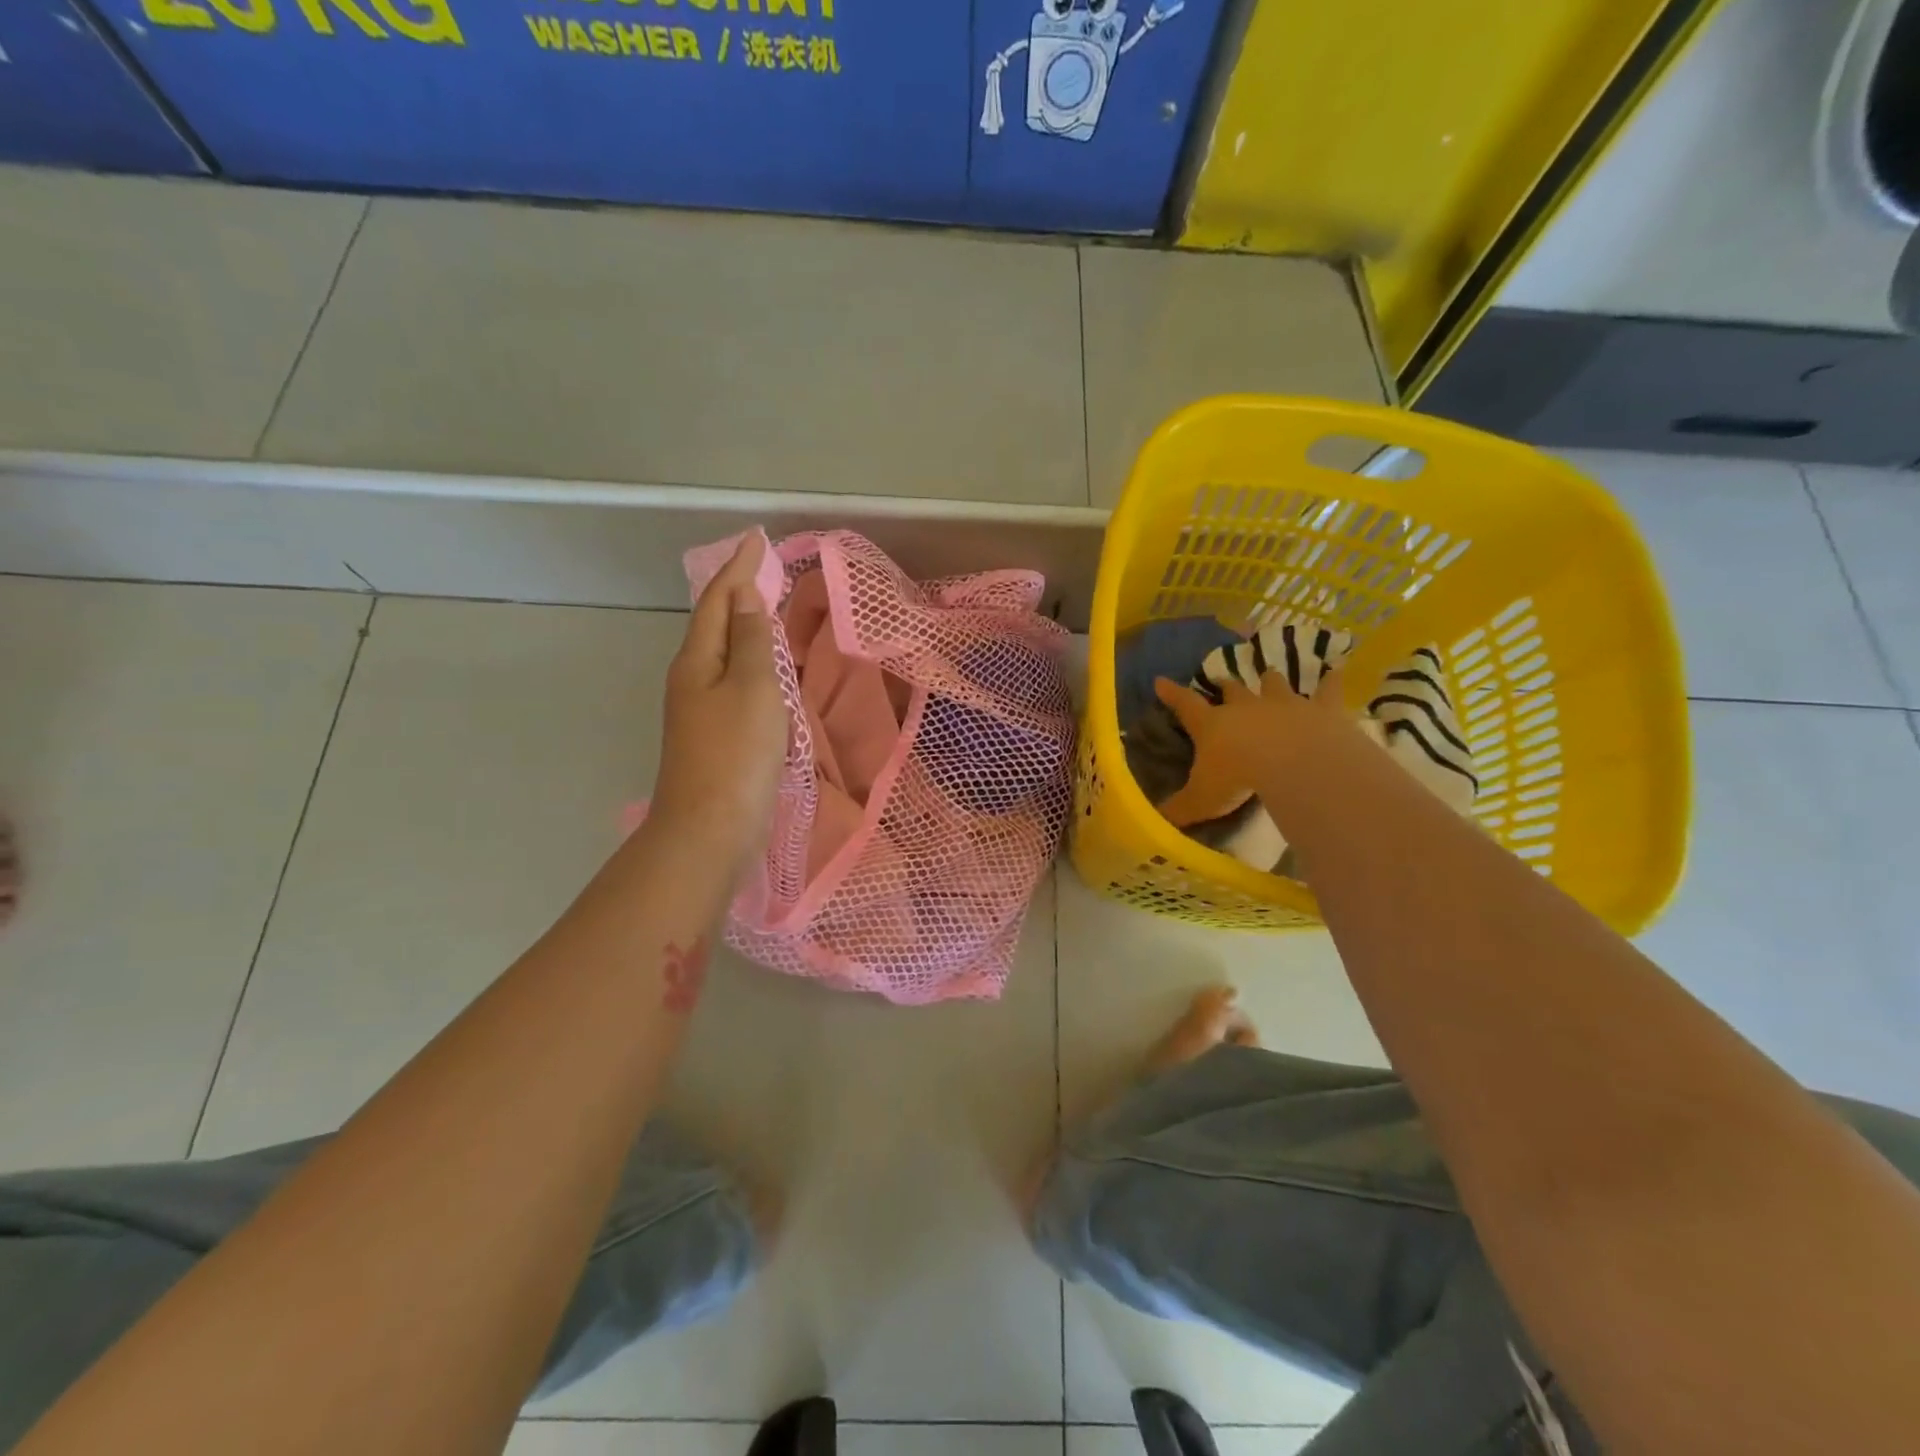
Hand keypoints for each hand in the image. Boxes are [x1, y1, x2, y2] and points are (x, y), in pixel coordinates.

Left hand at [651, 533, 787, 871]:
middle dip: (736, 593)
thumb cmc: (736, 754)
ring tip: (767, 610)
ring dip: (743, 627)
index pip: (718, 601)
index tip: (756, 540)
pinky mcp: (716, 737)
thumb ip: (750, 641)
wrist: (710, 830)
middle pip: (714, 624)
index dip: (737, 569)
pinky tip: (765, 670)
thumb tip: (743, 597)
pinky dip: (750, 663)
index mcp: (697, 661)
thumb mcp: (751, 688)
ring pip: (723, 654)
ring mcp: (700, 711)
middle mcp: (692, 680)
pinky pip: (734, 683)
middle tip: (762, 570)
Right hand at [1152, 667, 1352, 825]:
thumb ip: (1179, 809)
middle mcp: (1245, 707)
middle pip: (1233, 689)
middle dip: (1226, 685)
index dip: (1172, 694)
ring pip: (1274, 684)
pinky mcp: (1321, 709)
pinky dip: (1331, 681)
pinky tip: (1336, 671)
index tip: (1161, 681)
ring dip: (1270, 680)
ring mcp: (1285, 704)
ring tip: (1270, 675)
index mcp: (1212, 725)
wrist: (1293, 764)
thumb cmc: (1239, 778)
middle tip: (1223, 681)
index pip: (1185, 705)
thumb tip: (1156, 822)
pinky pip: (1327, 690)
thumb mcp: (1201, 800)